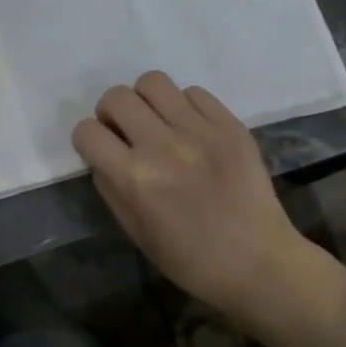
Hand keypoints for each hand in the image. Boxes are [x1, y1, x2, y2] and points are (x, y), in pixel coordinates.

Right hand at [71, 71, 322, 313]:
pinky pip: (193, 93)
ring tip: (157, 122)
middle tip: (127, 132)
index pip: (87, 131)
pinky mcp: (230, 125)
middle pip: (116, 97)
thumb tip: (102, 154)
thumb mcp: (134, 230)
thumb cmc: (189, 258)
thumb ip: (110, 186)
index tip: (101, 149)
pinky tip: (191, 130)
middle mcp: (162, 146)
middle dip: (111, 113)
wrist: (258, 264)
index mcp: (134, 179)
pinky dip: (184, 106)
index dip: (88, 140)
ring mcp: (200, 131)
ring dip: (146, 101)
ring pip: (153, 82)